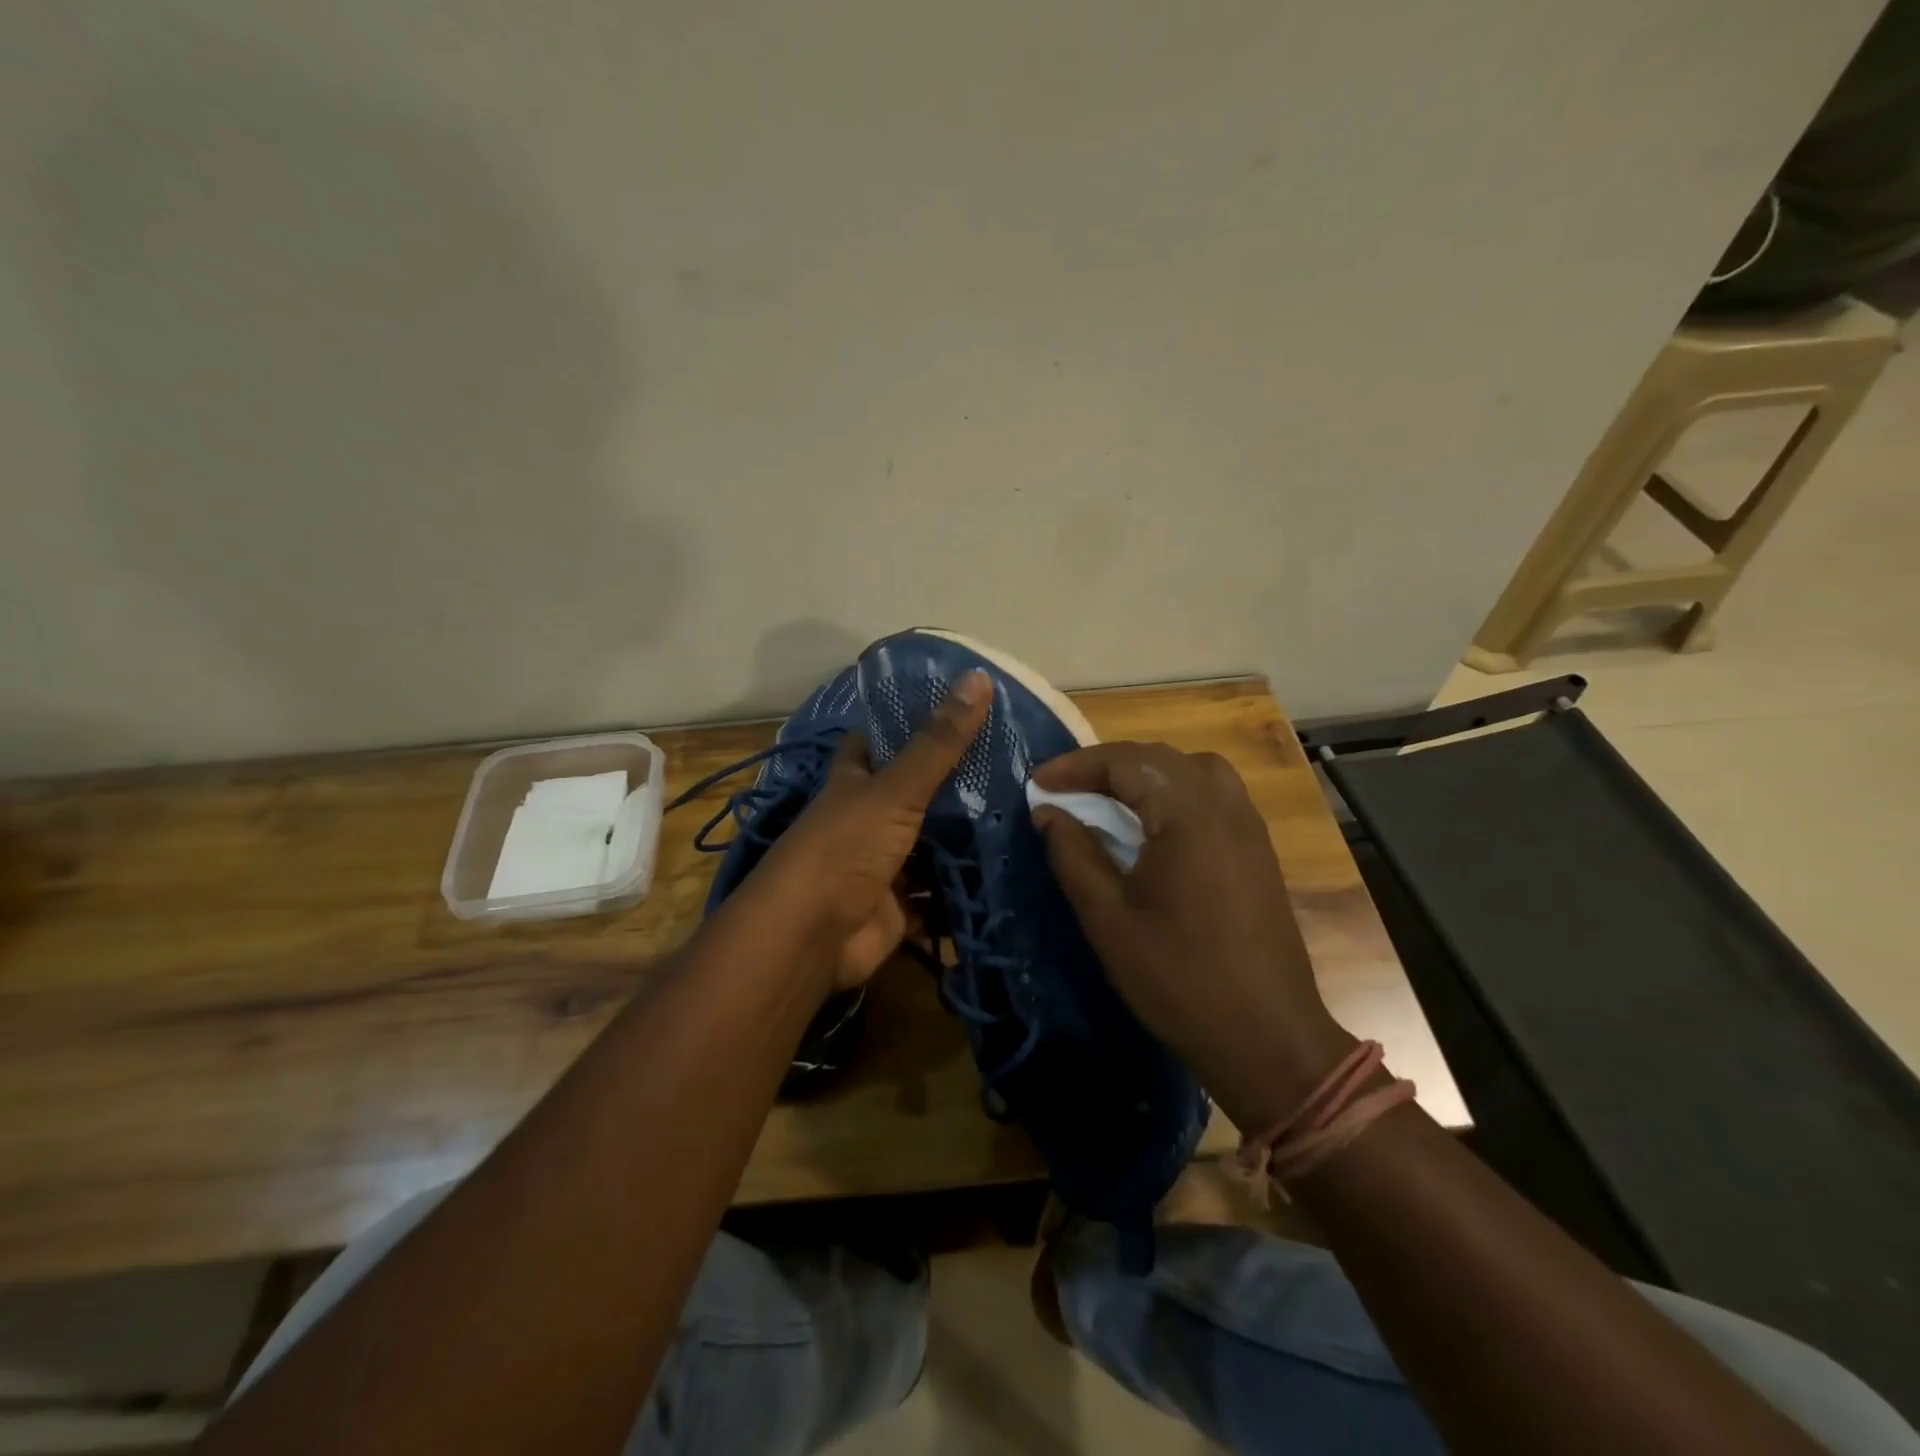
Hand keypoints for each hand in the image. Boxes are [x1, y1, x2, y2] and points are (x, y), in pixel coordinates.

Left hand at [740, 671, 990, 991]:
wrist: (811, 936)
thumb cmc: (846, 847)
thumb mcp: (895, 789)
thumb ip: (938, 742)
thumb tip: (978, 676)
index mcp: (855, 782)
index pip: (876, 742)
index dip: (907, 726)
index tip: (957, 713)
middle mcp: (866, 820)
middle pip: (913, 796)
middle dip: (954, 788)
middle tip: (1012, 769)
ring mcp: (882, 866)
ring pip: (929, 848)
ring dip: (963, 843)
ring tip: (1021, 820)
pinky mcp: (898, 909)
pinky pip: (937, 900)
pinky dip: (962, 895)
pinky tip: (1005, 878)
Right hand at [1031, 742, 1356, 1130]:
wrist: (1266, 1037)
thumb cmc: (1178, 978)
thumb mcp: (1109, 918)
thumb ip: (1074, 855)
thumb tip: (1047, 812)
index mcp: (1189, 816)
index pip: (1126, 763)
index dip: (1076, 766)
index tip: (1037, 784)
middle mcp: (1225, 807)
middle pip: (1160, 758)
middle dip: (1107, 764)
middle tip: (1065, 788)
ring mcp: (1249, 826)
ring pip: (1193, 769)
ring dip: (1146, 772)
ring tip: (1109, 797)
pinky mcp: (1258, 850)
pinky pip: (1215, 794)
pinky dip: (1176, 790)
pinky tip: (1154, 824)